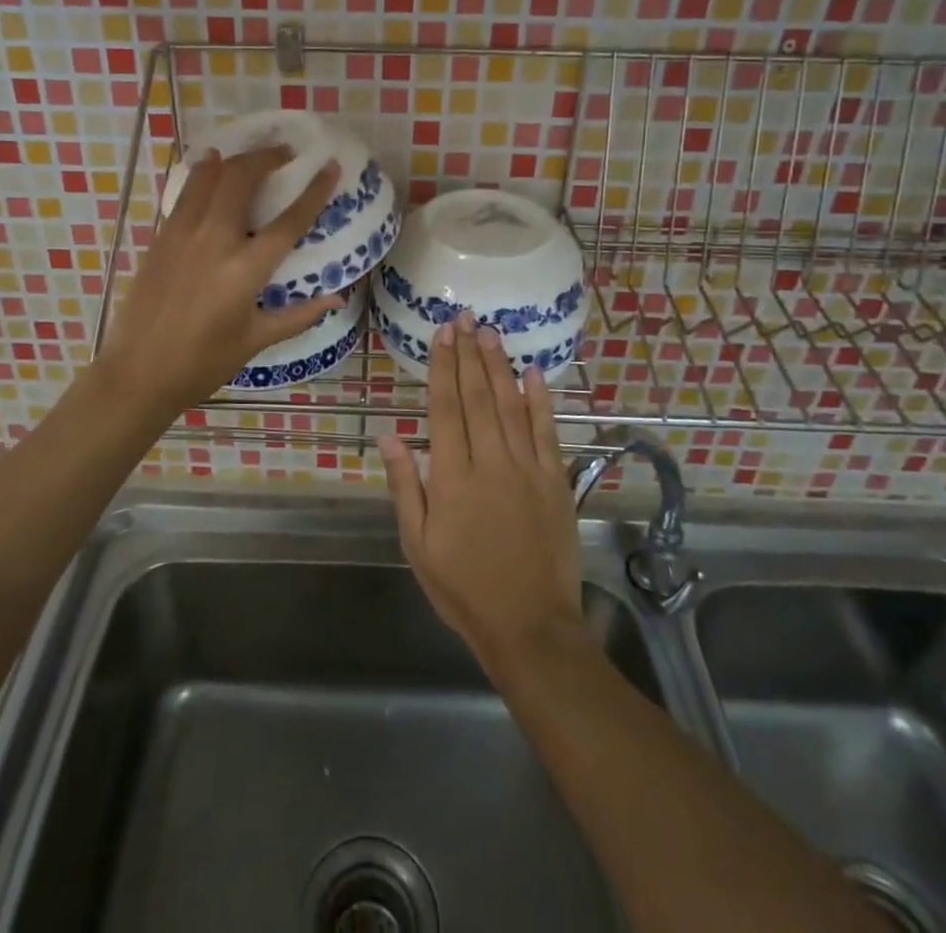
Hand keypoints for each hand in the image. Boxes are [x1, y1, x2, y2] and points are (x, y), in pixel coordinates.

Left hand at [97, 146, 340, 418]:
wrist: (138, 372)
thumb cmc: (203, 363)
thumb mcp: (255, 340)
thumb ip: (299, 315)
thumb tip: (337, 298)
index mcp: (245, 270)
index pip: (289, 220)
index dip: (314, 191)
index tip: (329, 166)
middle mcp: (215, 241)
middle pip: (242, 179)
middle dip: (267, 157)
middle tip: (285, 154)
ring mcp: (182, 234)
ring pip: (209, 176)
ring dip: (233, 159)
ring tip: (250, 156)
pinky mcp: (160, 237)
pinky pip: (185, 193)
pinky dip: (202, 174)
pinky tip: (210, 168)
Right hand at [380, 310, 581, 674]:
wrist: (529, 626)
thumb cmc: (463, 587)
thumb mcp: (418, 544)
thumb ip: (405, 486)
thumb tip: (390, 435)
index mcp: (453, 477)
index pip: (445, 408)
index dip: (443, 368)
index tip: (442, 335)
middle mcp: (490, 463)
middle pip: (478, 397)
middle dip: (469, 354)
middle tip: (465, 318)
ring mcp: (528, 469)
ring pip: (511, 406)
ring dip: (499, 366)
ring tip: (491, 333)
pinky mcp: (556, 481)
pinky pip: (547, 432)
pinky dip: (540, 400)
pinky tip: (533, 374)